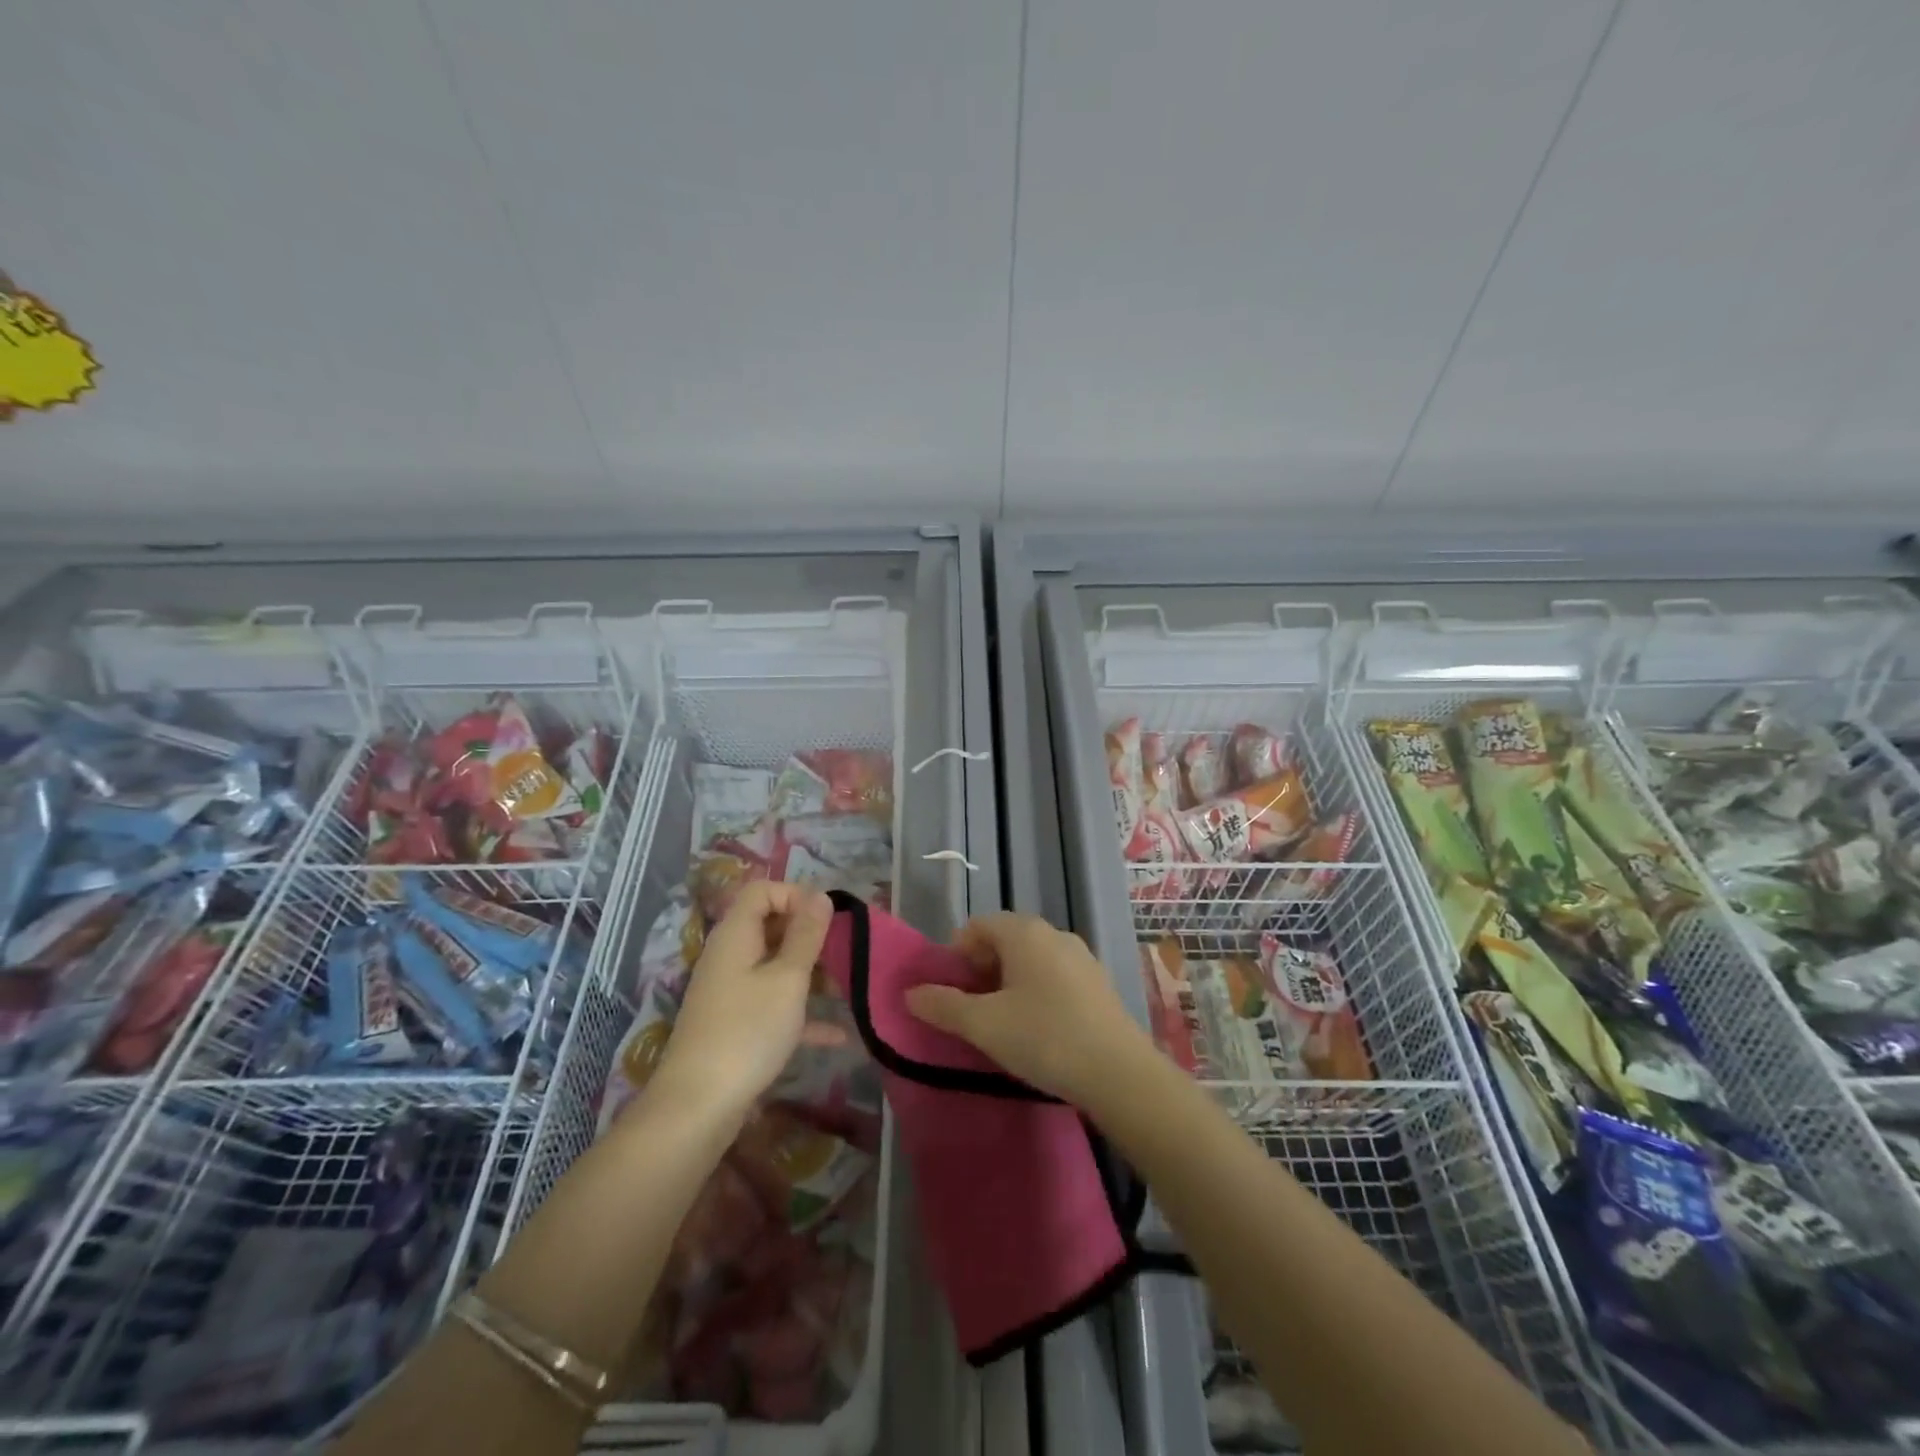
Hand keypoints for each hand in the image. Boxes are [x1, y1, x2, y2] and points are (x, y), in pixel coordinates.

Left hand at [651, 881, 833, 1121]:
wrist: (699, 1107)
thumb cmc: (748, 1031)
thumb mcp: (788, 979)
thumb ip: (806, 935)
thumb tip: (820, 896)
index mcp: (736, 935)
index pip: (762, 890)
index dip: (795, 895)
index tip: (825, 919)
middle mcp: (730, 956)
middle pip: (771, 927)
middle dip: (809, 936)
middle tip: (843, 952)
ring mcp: (731, 992)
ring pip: (775, 966)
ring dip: (810, 974)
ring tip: (847, 987)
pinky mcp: (736, 1025)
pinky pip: (774, 1004)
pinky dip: (802, 1013)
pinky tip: (838, 1034)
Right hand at [904, 912, 1153, 1105]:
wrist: (1119, 1073)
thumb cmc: (1044, 1038)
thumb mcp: (984, 1025)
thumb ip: (943, 1005)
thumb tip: (911, 993)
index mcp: (1025, 932)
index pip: (977, 926)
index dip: (956, 955)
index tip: (949, 992)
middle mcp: (1054, 934)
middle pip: (1004, 940)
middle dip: (980, 970)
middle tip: (970, 1011)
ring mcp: (1081, 957)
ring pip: (1030, 960)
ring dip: (1007, 983)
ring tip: (1001, 1024)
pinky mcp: (1098, 983)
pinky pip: (1054, 976)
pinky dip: (1035, 992)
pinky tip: (1037, 1030)